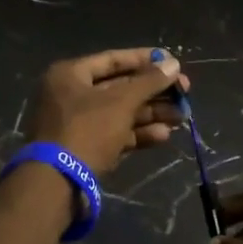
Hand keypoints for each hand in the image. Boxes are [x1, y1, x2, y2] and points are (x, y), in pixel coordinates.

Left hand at [25, 47, 188, 177]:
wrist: (57, 183)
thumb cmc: (87, 130)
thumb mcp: (121, 102)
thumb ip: (149, 82)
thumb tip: (173, 64)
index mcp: (70, 75)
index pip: (113, 60)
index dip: (145, 60)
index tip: (173, 63)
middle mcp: (71, 95)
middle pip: (120, 87)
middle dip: (154, 92)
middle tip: (185, 93)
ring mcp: (77, 124)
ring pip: (121, 113)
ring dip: (152, 114)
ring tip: (182, 117)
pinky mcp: (86, 149)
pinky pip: (116, 134)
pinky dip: (138, 134)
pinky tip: (164, 136)